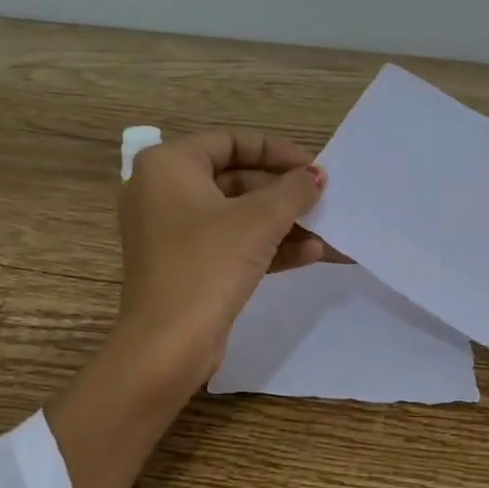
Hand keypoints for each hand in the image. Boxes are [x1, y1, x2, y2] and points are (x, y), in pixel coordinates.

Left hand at [114, 131, 329, 385]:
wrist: (167, 345)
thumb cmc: (207, 264)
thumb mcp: (259, 220)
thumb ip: (293, 190)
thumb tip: (317, 175)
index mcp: (168, 166)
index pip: (231, 142)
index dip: (277, 151)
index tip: (313, 167)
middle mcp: (163, 192)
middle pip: (235, 178)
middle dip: (283, 192)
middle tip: (322, 198)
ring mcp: (172, 232)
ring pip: (236, 215)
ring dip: (282, 222)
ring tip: (326, 229)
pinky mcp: (184, 266)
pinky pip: (230, 244)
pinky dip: (265, 246)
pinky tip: (310, 254)